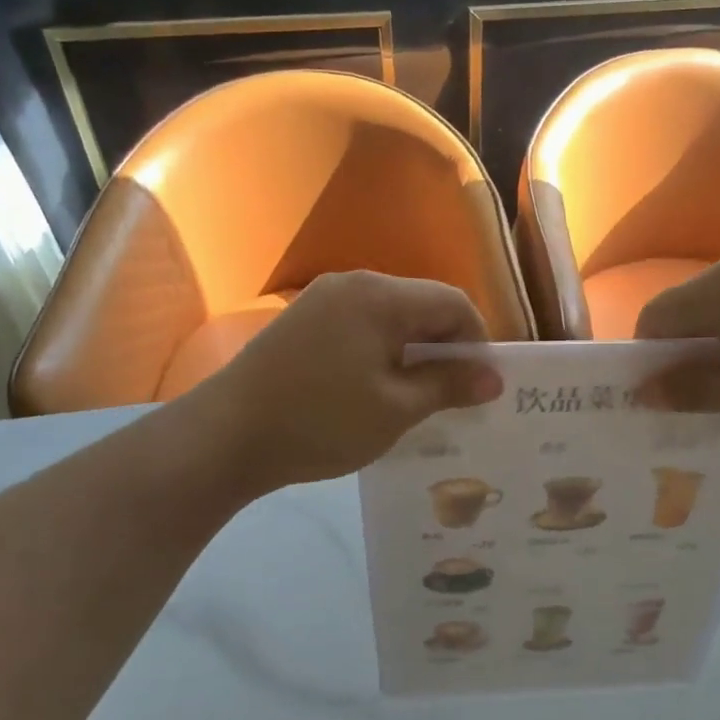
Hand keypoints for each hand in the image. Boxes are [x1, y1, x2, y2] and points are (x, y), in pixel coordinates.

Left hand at [196, 271, 503, 494]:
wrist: (226, 436)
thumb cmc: (321, 422)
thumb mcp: (396, 410)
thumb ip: (448, 386)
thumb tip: (493, 378)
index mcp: (380, 296)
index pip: (453, 303)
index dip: (477, 343)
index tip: (479, 387)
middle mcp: (354, 283)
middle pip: (422, 305)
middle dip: (445, 347)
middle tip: (453, 396)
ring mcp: (323, 299)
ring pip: (391, 316)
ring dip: (413, 350)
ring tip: (416, 396)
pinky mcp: (303, 320)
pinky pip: (361, 325)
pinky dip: (382, 350)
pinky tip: (375, 388)